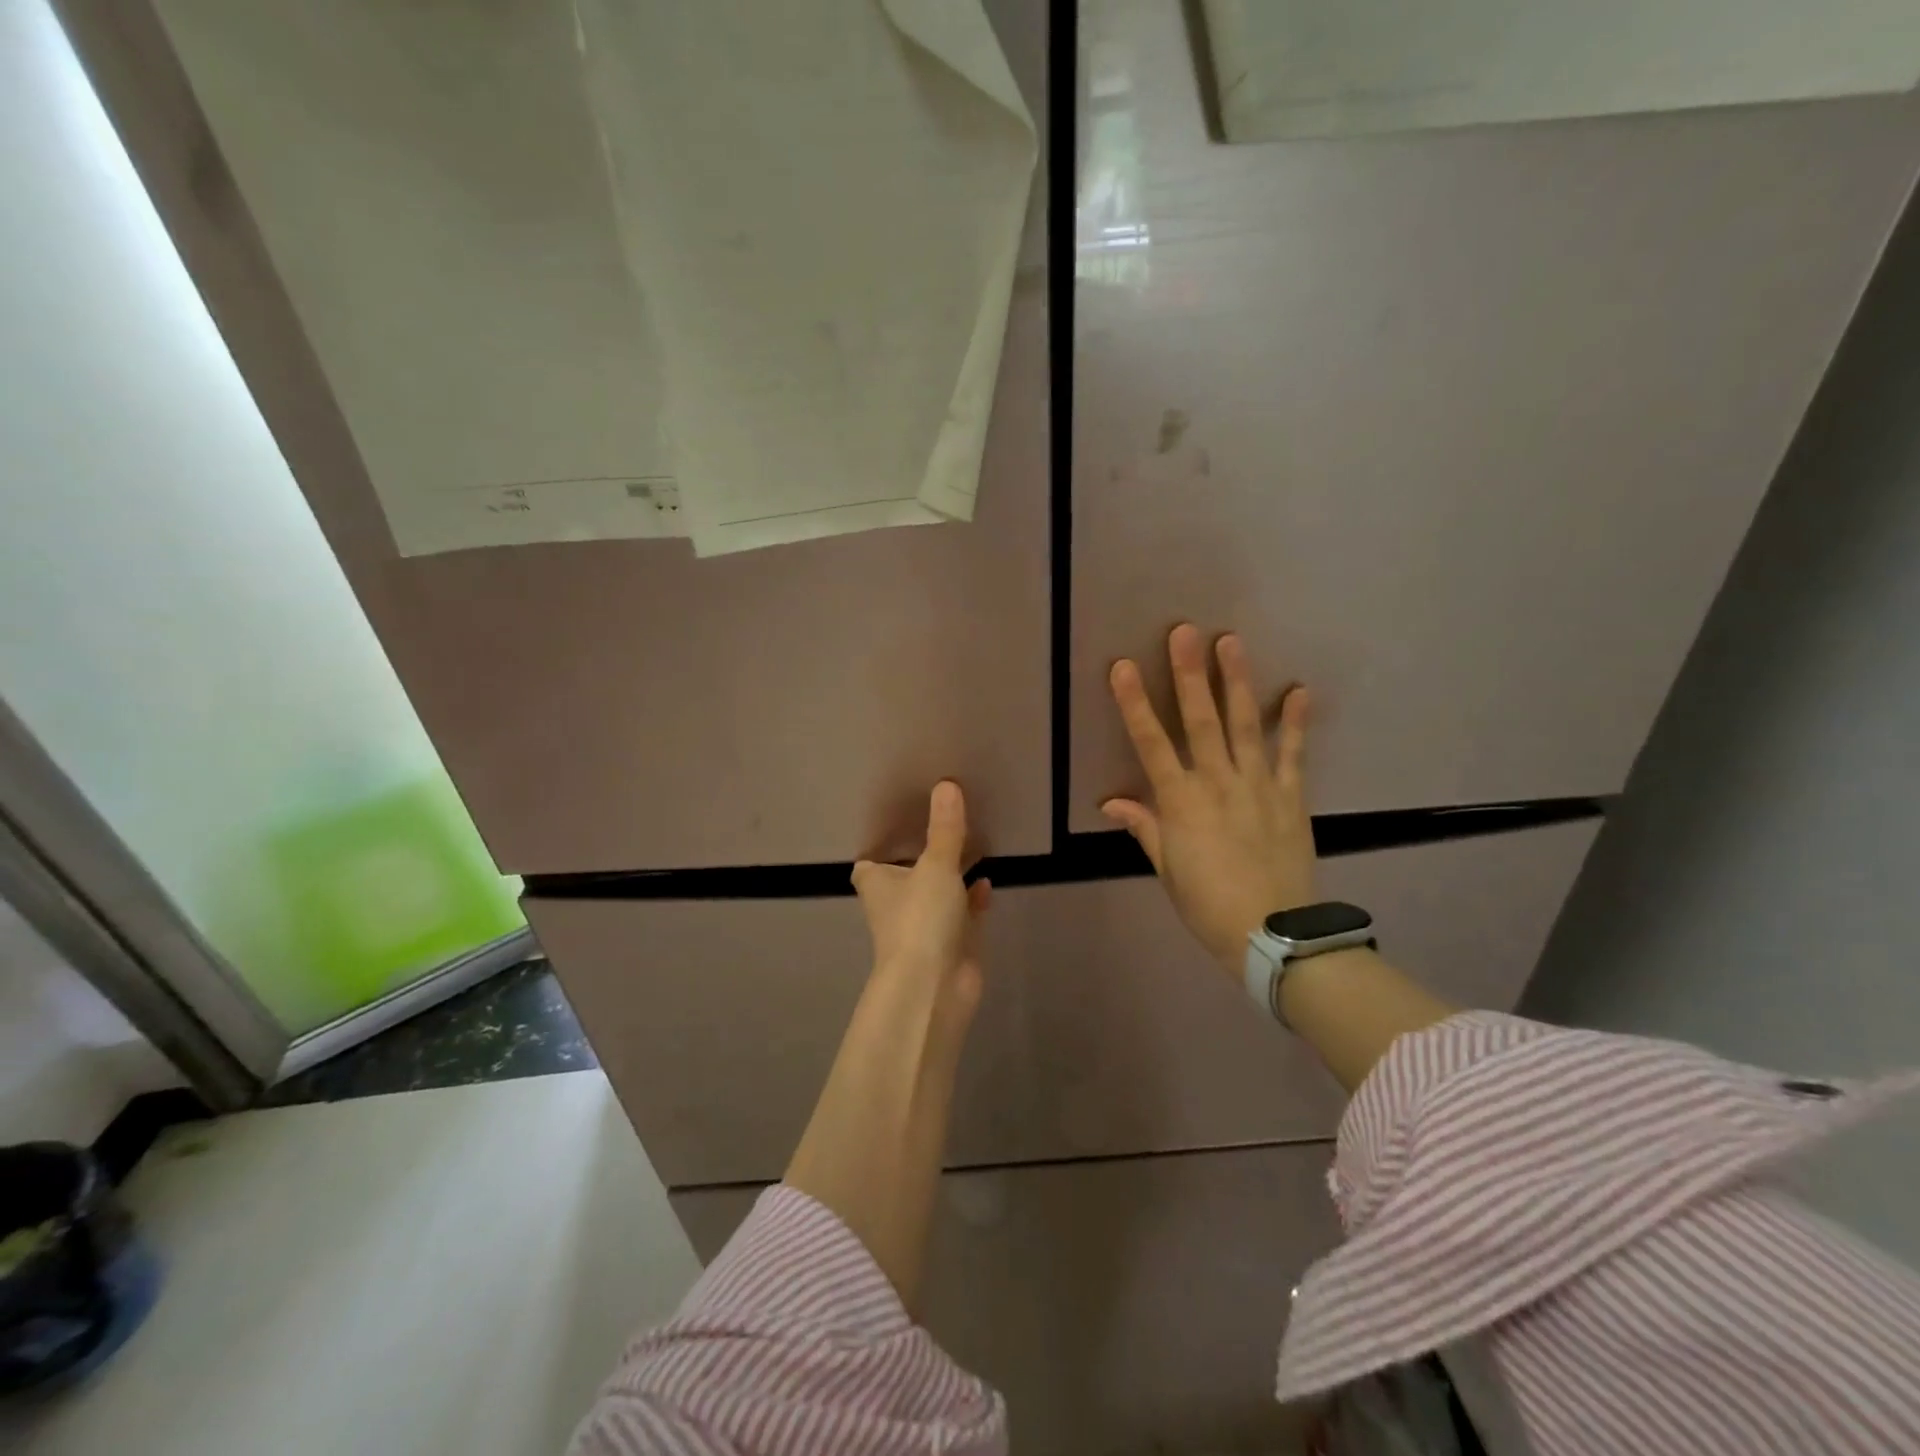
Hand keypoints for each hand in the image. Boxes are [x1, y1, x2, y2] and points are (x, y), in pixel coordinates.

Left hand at [852, 781, 992, 1024]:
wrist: (934, 988)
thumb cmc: (921, 919)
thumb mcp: (935, 866)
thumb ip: (945, 829)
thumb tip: (946, 785)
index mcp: (878, 884)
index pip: (871, 862)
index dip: (882, 845)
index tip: (901, 821)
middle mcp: (896, 903)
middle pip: (907, 874)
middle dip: (924, 855)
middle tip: (945, 823)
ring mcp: (924, 925)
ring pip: (937, 893)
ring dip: (951, 876)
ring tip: (972, 845)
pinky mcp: (951, 943)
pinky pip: (962, 913)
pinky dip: (972, 899)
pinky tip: (987, 882)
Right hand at [1103, 624, 1314, 974]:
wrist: (1273, 934)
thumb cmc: (1207, 904)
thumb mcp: (1167, 869)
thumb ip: (1145, 828)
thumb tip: (1112, 802)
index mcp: (1180, 802)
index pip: (1151, 744)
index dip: (1135, 703)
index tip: (1124, 667)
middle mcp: (1217, 783)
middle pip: (1200, 721)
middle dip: (1189, 674)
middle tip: (1185, 632)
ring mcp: (1258, 786)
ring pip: (1245, 725)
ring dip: (1236, 682)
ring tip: (1231, 642)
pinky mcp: (1290, 796)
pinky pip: (1293, 753)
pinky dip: (1297, 722)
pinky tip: (1299, 690)